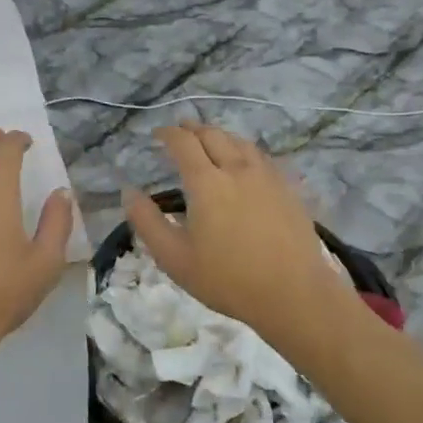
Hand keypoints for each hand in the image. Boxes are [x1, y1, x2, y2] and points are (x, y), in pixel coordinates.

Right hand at [126, 122, 357, 347]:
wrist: (293, 294)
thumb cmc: (227, 279)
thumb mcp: (174, 258)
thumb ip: (147, 222)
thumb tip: (129, 193)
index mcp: (207, 183)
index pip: (184, 143)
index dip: (168, 134)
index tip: (158, 134)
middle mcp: (237, 169)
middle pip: (213, 135)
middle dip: (193, 129)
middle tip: (181, 132)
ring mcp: (267, 177)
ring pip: (240, 142)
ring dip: (220, 135)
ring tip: (210, 141)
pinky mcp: (288, 189)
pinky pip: (262, 157)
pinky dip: (244, 150)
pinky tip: (245, 163)